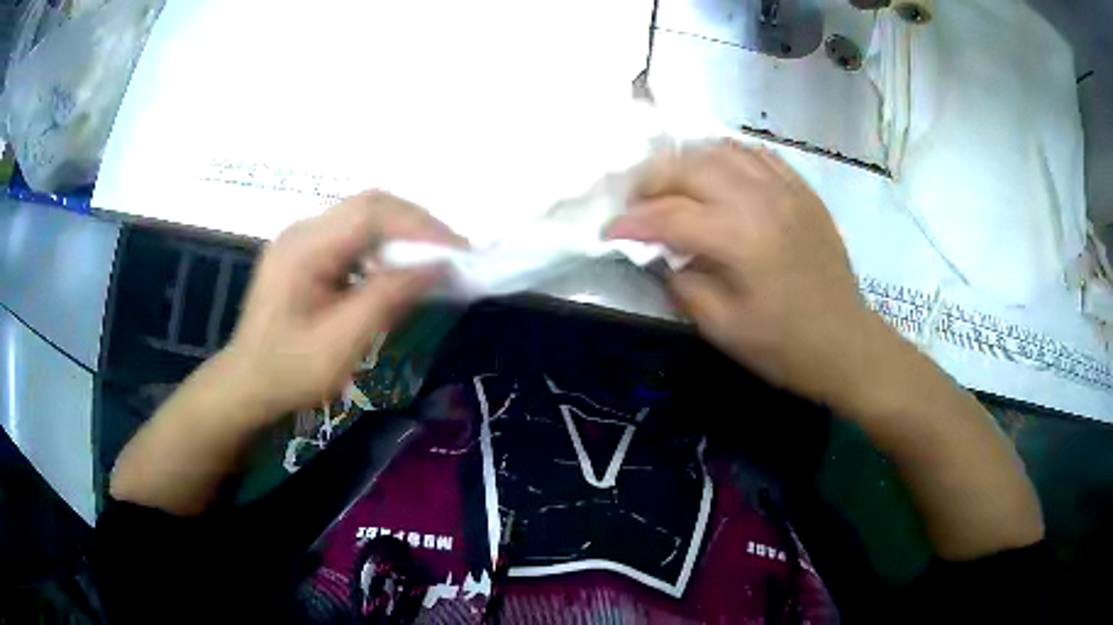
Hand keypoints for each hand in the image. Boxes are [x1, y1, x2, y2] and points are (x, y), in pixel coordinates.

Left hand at [225, 191, 465, 416]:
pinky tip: (398, 270)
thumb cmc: (290, 371)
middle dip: (417, 225)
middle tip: (453, 254)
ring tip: (434, 260)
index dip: (420, 226)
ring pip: (364, 217)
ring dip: (403, 234)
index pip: (371, 213)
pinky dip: (384, 247)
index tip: (459, 252)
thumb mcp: (342, 343)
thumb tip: (438, 267)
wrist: (248, 385)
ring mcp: (302, 239)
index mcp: (304, 247)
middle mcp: (303, 230)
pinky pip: (353, 237)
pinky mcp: (306, 253)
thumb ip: (388, 298)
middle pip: (369, 206)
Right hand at [607, 140, 886, 406]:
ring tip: (669, 184)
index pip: (667, 215)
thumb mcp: (721, 328)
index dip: (630, 222)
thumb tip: (658, 253)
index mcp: (737, 238)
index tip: (609, 232)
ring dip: (684, 162)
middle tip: (634, 203)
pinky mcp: (801, 189)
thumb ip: (680, 283)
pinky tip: (715, 172)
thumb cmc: (783, 346)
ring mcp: (784, 188)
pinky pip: (754, 154)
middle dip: (649, 180)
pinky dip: (725, 156)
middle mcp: (758, 199)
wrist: (845, 343)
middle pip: (688, 166)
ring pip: (719, 150)